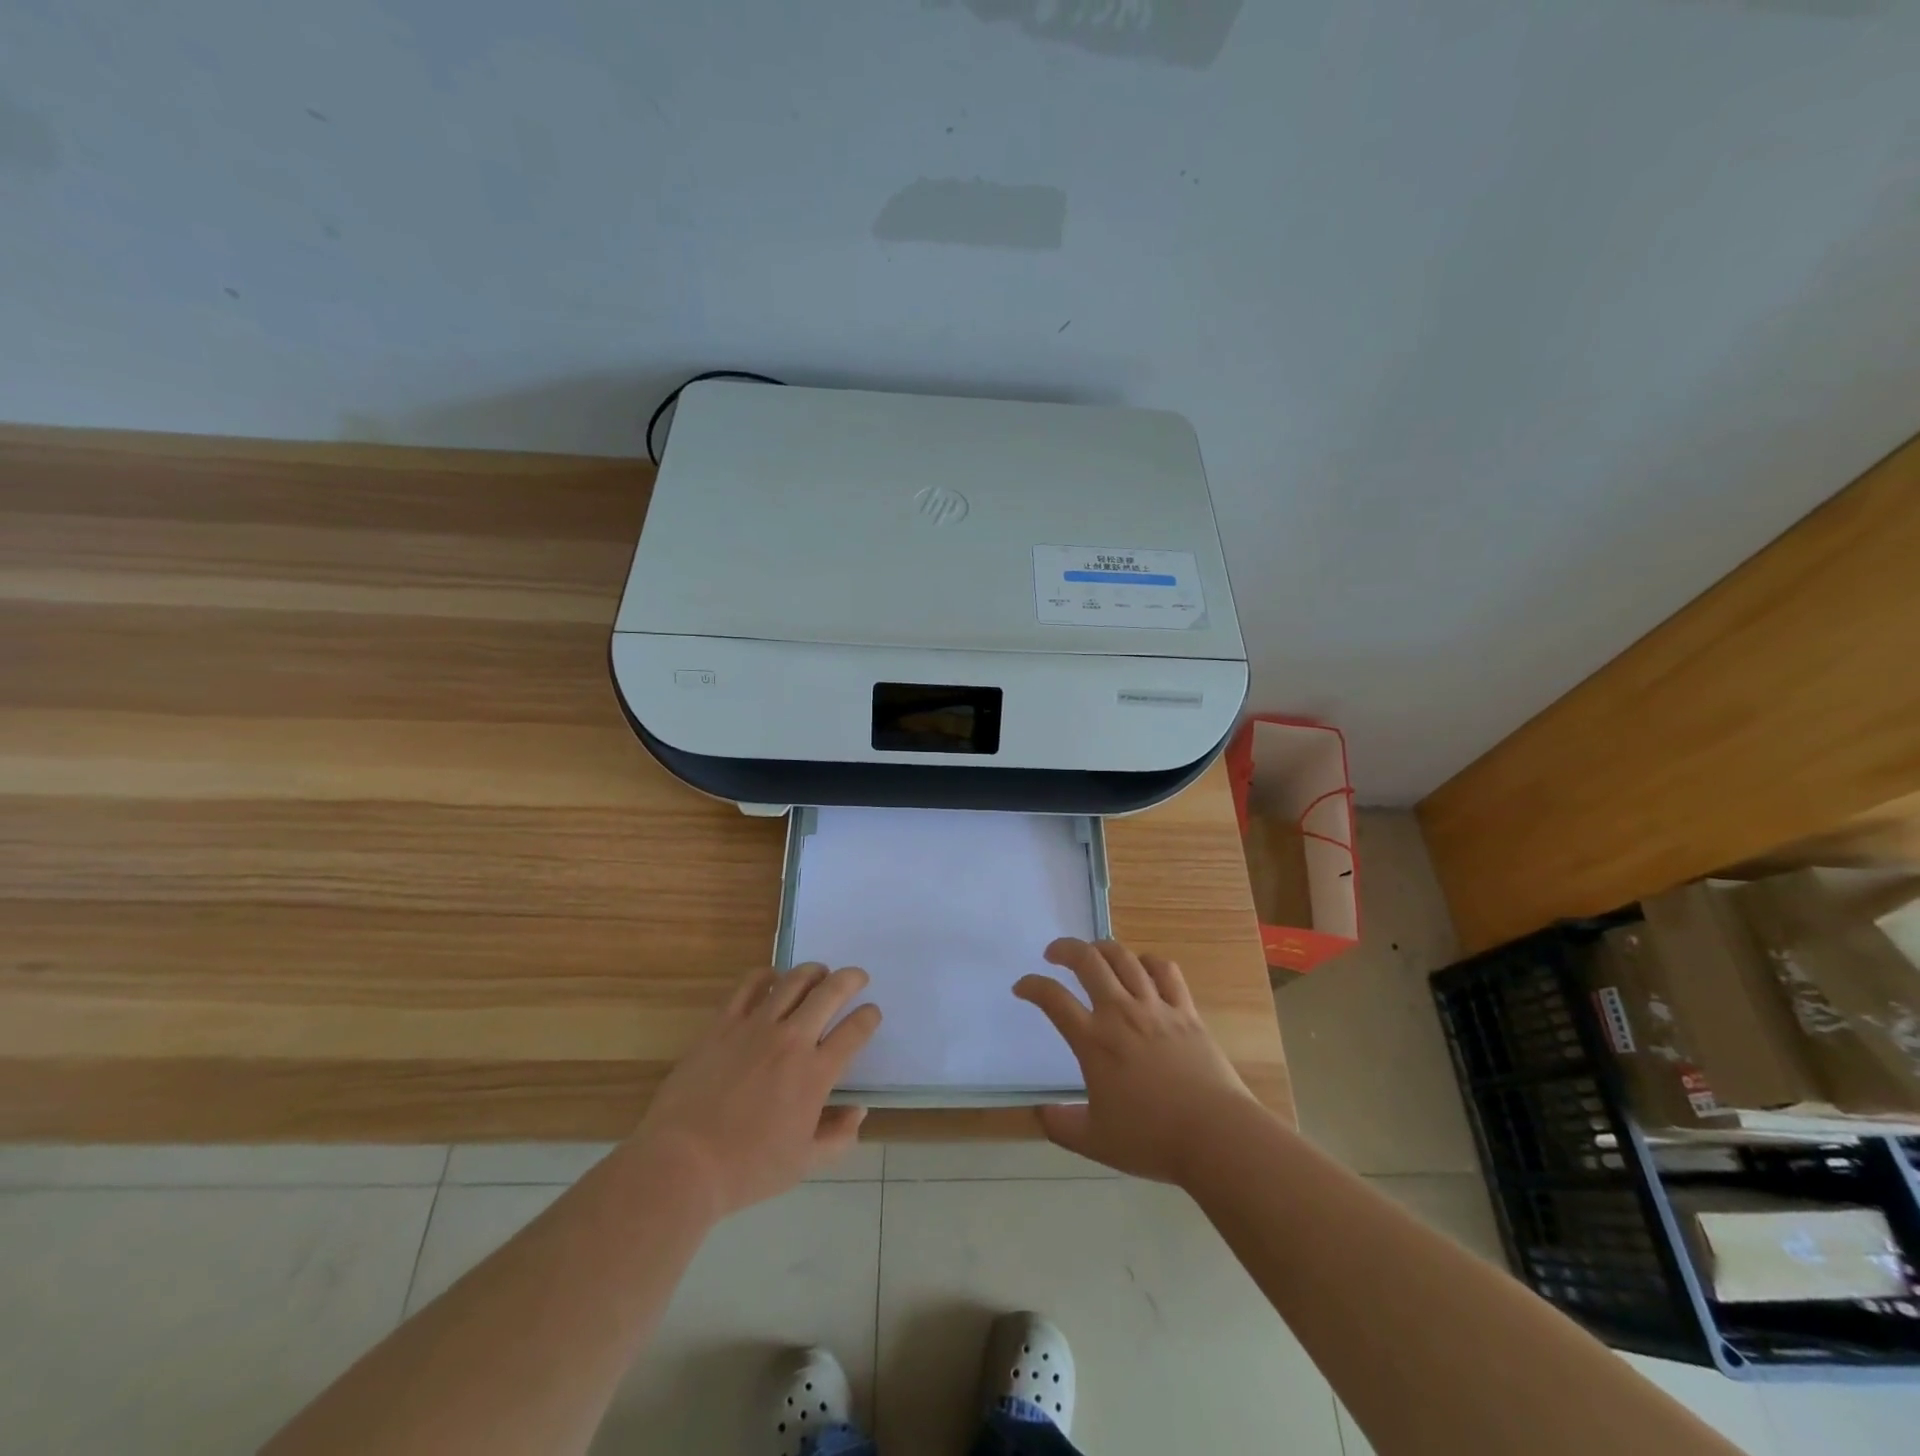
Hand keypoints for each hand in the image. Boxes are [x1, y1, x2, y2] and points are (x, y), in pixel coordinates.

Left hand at [631, 963, 880, 1218]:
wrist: (682, 1163)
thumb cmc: (747, 1169)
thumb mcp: (803, 1164)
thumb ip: (838, 1137)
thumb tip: (857, 1110)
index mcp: (815, 1073)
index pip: (855, 1030)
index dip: (869, 1017)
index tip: (871, 1014)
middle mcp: (791, 1040)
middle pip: (830, 992)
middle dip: (851, 979)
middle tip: (857, 978)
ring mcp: (755, 1026)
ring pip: (794, 980)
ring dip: (814, 971)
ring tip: (819, 974)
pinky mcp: (723, 1022)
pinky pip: (749, 984)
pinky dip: (767, 974)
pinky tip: (772, 978)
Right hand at [1014, 938, 1257, 1183]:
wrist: (1216, 1136)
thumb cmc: (1152, 1139)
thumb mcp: (1095, 1141)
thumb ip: (1061, 1125)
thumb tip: (1040, 1112)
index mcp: (1094, 1041)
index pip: (1053, 999)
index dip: (1032, 986)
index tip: (1022, 987)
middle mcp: (1121, 1013)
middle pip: (1088, 961)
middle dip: (1065, 948)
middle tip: (1054, 953)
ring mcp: (1156, 1007)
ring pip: (1124, 958)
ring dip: (1103, 948)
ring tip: (1093, 953)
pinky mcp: (1186, 1011)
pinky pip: (1165, 971)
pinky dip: (1149, 961)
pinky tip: (1142, 967)